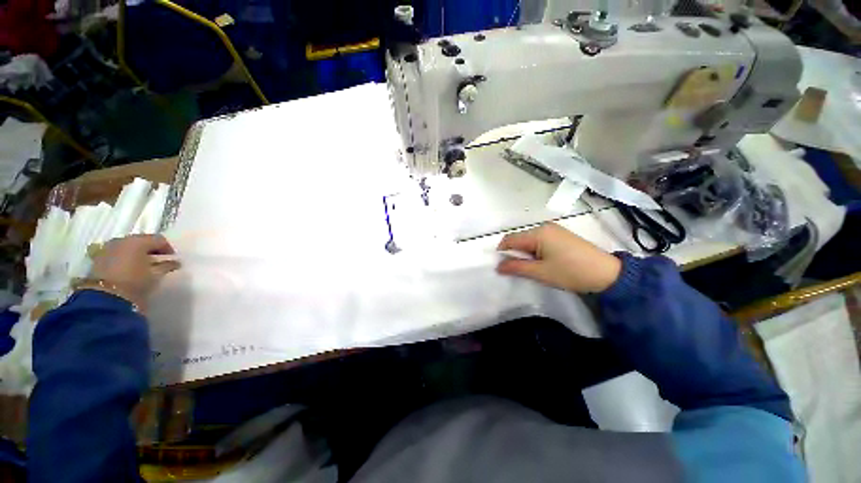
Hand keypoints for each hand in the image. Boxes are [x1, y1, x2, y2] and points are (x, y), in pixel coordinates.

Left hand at [89, 234, 179, 310]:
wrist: (105, 297)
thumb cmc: (135, 282)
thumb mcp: (156, 274)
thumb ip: (167, 266)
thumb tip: (176, 262)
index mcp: (139, 241)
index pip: (159, 239)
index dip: (168, 249)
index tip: (172, 260)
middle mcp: (123, 239)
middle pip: (142, 241)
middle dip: (151, 250)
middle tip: (158, 262)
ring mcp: (108, 247)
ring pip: (128, 246)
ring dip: (136, 254)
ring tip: (142, 266)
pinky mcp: (98, 257)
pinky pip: (117, 253)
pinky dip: (125, 258)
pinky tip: (128, 269)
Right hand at [497, 223, 621, 293]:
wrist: (607, 274)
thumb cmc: (570, 272)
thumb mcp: (540, 272)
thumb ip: (516, 267)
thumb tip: (498, 266)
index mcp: (538, 233)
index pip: (510, 239)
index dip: (502, 251)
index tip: (500, 265)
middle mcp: (544, 227)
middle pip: (519, 238)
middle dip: (514, 253)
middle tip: (516, 269)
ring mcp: (554, 229)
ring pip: (529, 240)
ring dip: (525, 252)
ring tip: (530, 267)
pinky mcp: (561, 235)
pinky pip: (540, 240)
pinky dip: (535, 250)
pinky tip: (542, 262)